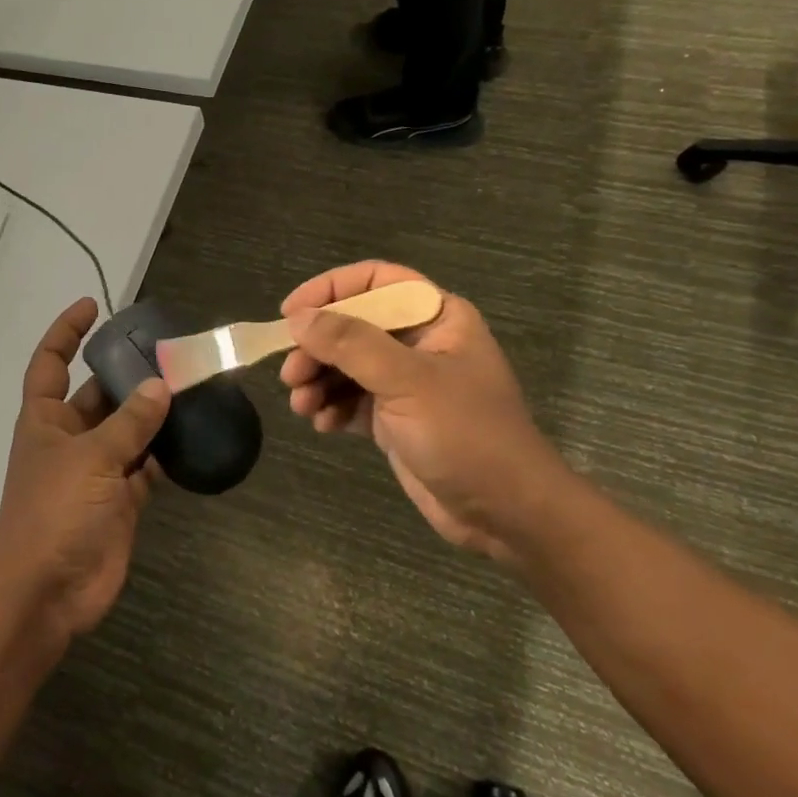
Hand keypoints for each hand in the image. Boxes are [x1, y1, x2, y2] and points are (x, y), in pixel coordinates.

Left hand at [0, 298, 170, 638]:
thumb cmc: (54, 513)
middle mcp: (70, 438)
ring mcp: (96, 471)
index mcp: (45, 418)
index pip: (51, 362)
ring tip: (194, 386)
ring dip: (154, 413)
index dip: (66, 331)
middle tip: (171, 351)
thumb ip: (129, 423)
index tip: (93, 305)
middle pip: (100, 394)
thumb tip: (160, 387)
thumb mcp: (91, 459)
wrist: (46, 593)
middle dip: (129, 373)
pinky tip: (196, 436)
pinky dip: (167, 454)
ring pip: (129, 430)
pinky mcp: (120, 500)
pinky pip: (147, 467)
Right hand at [279, 262, 572, 559]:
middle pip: (352, 325)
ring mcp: (406, 383)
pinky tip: (323, 425)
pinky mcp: (395, 419)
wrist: (507, 515)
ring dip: (318, 380)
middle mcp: (419, 343)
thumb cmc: (466, 435)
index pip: (375, 281)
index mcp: (436, 318)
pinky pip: (351, 400)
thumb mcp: (407, 381)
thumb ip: (350, 344)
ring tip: (302, 405)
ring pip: (345, 364)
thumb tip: (297, 319)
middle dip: (317, 348)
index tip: (291, 313)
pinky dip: (331, 407)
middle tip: (291, 375)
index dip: (330, 289)